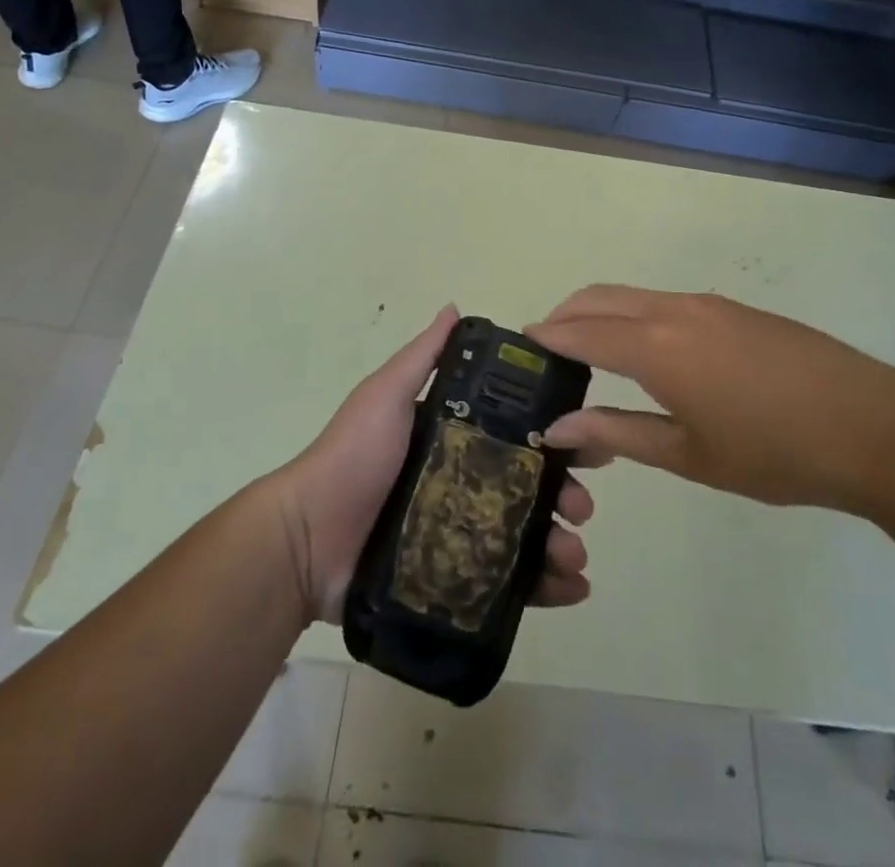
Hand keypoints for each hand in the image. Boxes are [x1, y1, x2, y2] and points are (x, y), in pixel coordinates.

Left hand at [270, 306, 594, 622]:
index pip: (519, 432)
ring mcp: (462, 534)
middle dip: (567, 492)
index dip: (556, 434)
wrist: (307, 539)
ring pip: (528, 535)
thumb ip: (422, 357)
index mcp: (455, 439)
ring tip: (575, 552)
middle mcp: (465, 483)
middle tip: (582, 505)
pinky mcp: (456, 579)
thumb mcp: (386, 396)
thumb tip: (454, 307)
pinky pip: (510, 583)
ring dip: (562, 541)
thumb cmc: (353, 457)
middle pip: (531, 485)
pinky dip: (547, 585)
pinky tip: (572, 586)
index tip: (586, 440)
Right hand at [530, 287, 894, 512]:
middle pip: (599, 298)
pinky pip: (664, 302)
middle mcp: (673, 310)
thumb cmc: (774, 452)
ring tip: (588, 353)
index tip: (519, 349)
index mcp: (655, 346)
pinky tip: (646, 353)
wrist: (873, 426)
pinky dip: (635, 316)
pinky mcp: (733, 308)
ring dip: (600, 314)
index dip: (545, 339)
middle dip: (564, 316)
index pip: (580, 333)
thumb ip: (618, 433)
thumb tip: (559, 428)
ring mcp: (706, 303)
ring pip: (633, 296)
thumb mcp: (688, 454)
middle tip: (545, 351)